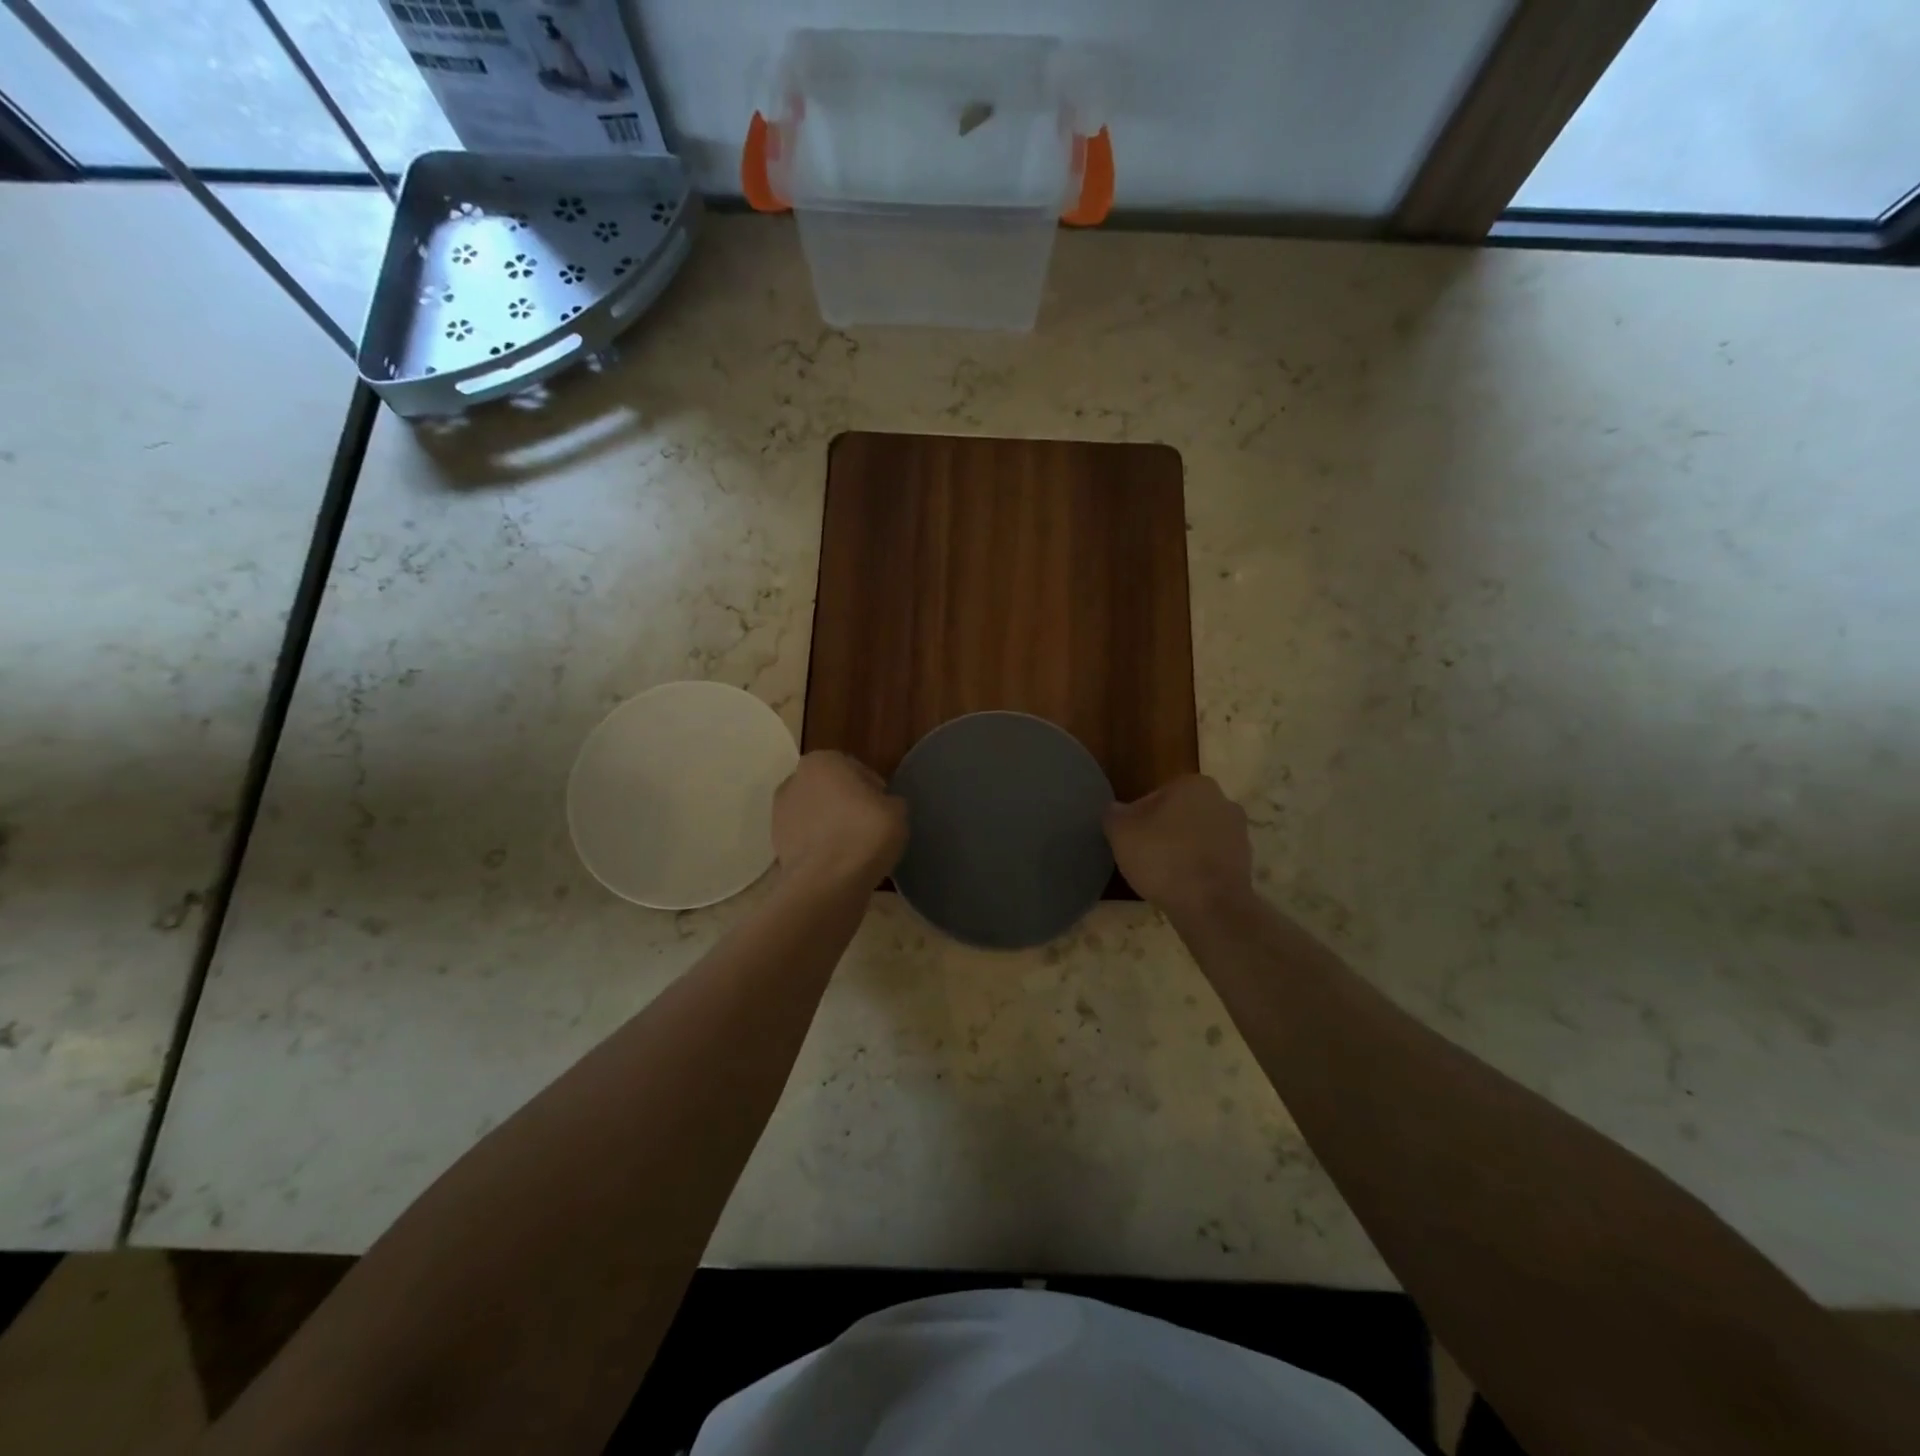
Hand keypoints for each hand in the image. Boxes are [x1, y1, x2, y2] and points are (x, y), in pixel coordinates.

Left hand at [772, 751, 907, 889]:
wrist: (826, 882)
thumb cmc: (864, 834)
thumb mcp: (897, 811)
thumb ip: (890, 801)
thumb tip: (884, 807)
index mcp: (823, 761)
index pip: (856, 770)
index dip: (874, 790)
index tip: (885, 810)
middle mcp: (795, 780)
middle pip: (830, 791)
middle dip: (847, 805)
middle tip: (870, 827)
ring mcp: (779, 813)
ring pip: (816, 815)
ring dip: (832, 826)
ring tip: (854, 848)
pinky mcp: (776, 844)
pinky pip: (807, 840)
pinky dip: (820, 846)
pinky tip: (838, 862)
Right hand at [1104, 775, 1254, 920]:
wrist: (1210, 906)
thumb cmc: (1163, 858)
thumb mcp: (1121, 833)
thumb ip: (1114, 814)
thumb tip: (1116, 810)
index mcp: (1193, 784)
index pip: (1153, 797)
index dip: (1136, 820)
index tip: (1129, 841)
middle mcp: (1222, 801)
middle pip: (1178, 815)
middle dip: (1162, 832)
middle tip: (1142, 857)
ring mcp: (1239, 832)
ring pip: (1196, 837)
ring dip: (1180, 851)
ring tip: (1161, 875)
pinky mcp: (1245, 862)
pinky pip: (1210, 860)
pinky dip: (1196, 869)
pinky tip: (1182, 886)